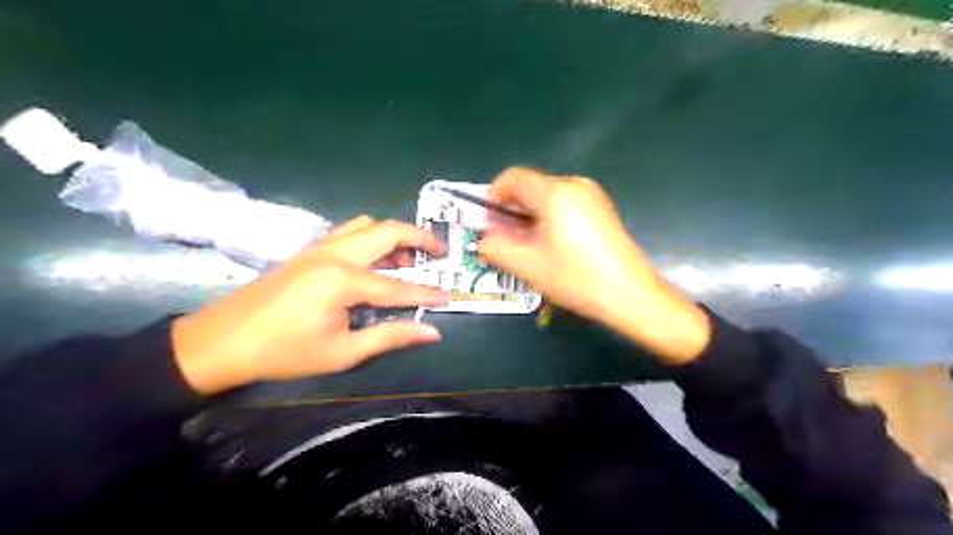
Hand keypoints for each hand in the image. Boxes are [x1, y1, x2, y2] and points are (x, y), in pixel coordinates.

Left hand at [172, 216, 450, 393]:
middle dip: (420, 238)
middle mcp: (335, 253)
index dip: (427, 293)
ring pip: (367, 225)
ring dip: (394, 236)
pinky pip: (349, 232)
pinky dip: (371, 239)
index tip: (450, 296)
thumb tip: (432, 331)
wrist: (221, 342)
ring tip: (409, 259)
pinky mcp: (308, 250)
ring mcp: (319, 247)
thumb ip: (390, 336)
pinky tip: (375, 261)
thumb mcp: (342, 352)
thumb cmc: (283, 352)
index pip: (399, 286)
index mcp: (343, 280)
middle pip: (387, 231)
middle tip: (441, 251)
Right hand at [480, 167, 710, 365]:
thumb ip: (496, 247)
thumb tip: (485, 237)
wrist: (630, 295)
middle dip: (512, 211)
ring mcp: (592, 195)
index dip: (494, 196)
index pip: (512, 177)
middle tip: (506, 242)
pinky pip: (565, 205)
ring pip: (547, 197)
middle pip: (530, 187)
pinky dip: (550, 219)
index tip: (489, 223)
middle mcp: (574, 184)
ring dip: (530, 217)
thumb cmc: (576, 278)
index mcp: (554, 192)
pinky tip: (553, 247)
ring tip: (530, 249)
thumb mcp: (528, 265)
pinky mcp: (601, 208)